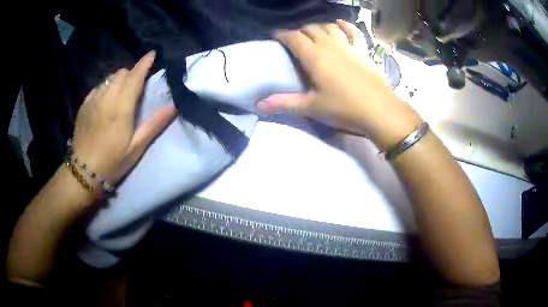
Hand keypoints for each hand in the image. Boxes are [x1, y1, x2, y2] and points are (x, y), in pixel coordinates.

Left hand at [72, 51, 177, 183]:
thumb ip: (154, 124)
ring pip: (109, 78)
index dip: (145, 63)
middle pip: (122, 73)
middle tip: (137, 86)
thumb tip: (173, 105)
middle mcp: (106, 97)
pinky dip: (106, 87)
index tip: (153, 54)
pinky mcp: (84, 104)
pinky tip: (106, 101)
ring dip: (119, 80)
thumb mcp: (136, 147)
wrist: (83, 172)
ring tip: (121, 94)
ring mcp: (93, 99)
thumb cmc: (112, 161)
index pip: (135, 76)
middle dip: (132, 73)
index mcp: (121, 107)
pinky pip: (98, 87)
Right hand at [257, 20, 421, 149]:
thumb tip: (258, 106)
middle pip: (311, 30)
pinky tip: (341, 24)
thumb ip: (284, 104)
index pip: (294, 38)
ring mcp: (348, 47)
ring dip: (320, 27)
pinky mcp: (363, 52)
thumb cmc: (343, 109)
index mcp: (314, 57)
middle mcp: (330, 46)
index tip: (275, 36)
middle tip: (294, 39)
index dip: (283, 35)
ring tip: (314, 32)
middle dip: (300, 31)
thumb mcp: (311, 108)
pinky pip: (354, 33)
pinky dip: (346, 26)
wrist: (379, 111)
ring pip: (330, 28)